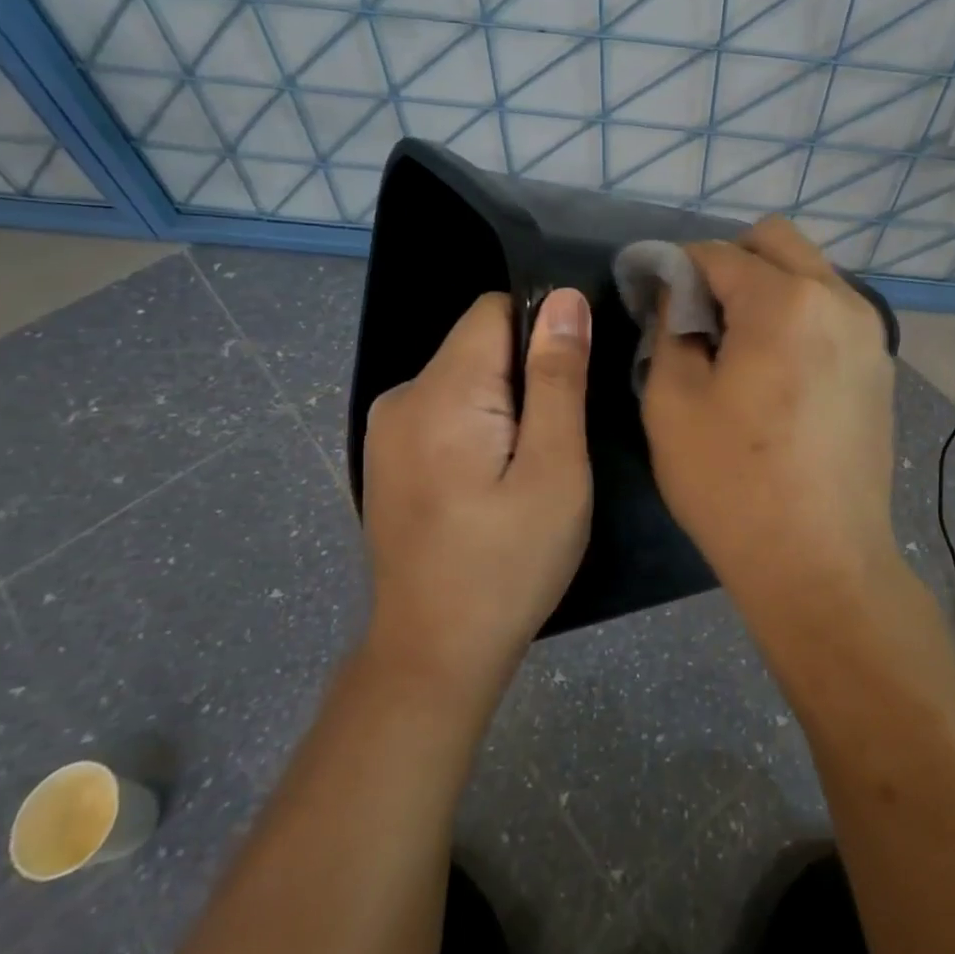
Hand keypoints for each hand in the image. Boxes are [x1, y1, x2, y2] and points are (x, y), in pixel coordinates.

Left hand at [360, 289, 592, 698]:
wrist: (433, 654)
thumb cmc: (508, 564)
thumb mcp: (555, 469)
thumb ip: (558, 378)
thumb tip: (564, 298)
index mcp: (441, 392)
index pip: (496, 310)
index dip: (543, 334)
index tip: (568, 387)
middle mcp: (401, 396)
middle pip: (480, 344)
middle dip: (526, 376)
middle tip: (553, 444)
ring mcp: (386, 429)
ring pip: (465, 378)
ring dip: (504, 405)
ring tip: (524, 470)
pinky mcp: (387, 457)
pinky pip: (444, 410)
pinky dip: (477, 427)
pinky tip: (489, 484)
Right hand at [641, 217, 898, 602]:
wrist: (822, 564)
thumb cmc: (733, 485)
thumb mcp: (672, 403)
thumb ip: (670, 329)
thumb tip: (676, 295)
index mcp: (784, 302)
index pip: (717, 253)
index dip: (675, 266)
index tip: (651, 294)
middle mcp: (838, 299)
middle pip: (776, 241)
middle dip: (728, 261)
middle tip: (697, 313)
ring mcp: (869, 332)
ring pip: (809, 272)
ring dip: (766, 286)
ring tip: (736, 344)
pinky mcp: (880, 365)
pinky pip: (831, 310)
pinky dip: (797, 315)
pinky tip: (776, 370)